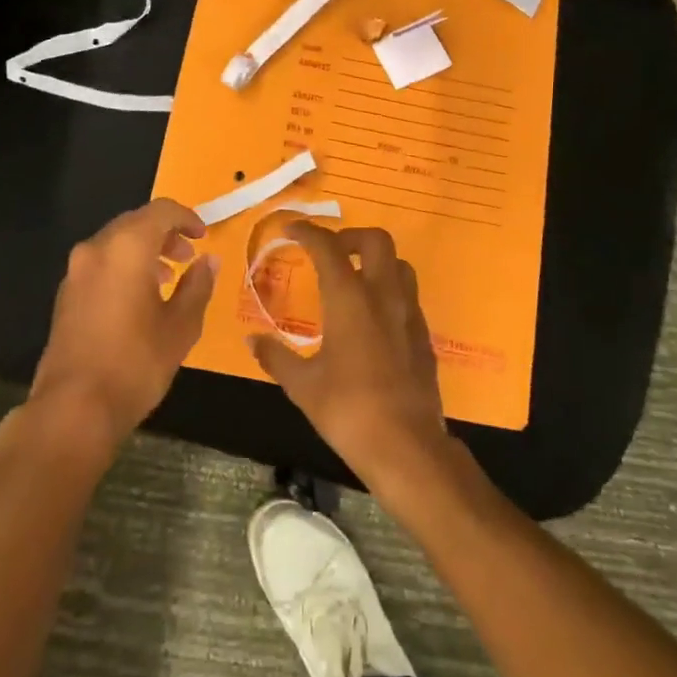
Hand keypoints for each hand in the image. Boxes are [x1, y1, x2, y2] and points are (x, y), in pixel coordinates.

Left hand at [28, 199, 217, 455]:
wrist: (73, 409)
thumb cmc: (136, 363)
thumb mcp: (181, 326)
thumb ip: (198, 285)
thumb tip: (209, 260)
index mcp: (127, 247)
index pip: (161, 210)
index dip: (187, 217)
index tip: (203, 236)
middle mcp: (96, 249)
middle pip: (135, 222)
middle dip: (165, 234)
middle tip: (188, 256)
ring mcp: (76, 271)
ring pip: (116, 243)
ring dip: (144, 250)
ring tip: (167, 278)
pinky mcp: (65, 294)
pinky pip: (100, 264)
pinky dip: (123, 267)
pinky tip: (139, 298)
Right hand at [247, 224, 451, 489]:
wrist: (407, 447)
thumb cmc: (348, 411)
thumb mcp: (303, 386)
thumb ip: (276, 357)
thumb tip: (253, 340)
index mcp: (349, 299)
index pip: (328, 247)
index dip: (308, 231)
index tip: (291, 229)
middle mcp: (383, 295)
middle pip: (376, 240)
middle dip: (350, 237)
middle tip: (329, 252)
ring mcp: (409, 313)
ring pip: (398, 264)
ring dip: (375, 261)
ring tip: (353, 279)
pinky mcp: (424, 335)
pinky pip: (408, 295)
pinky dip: (389, 290)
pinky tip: (373, 317)